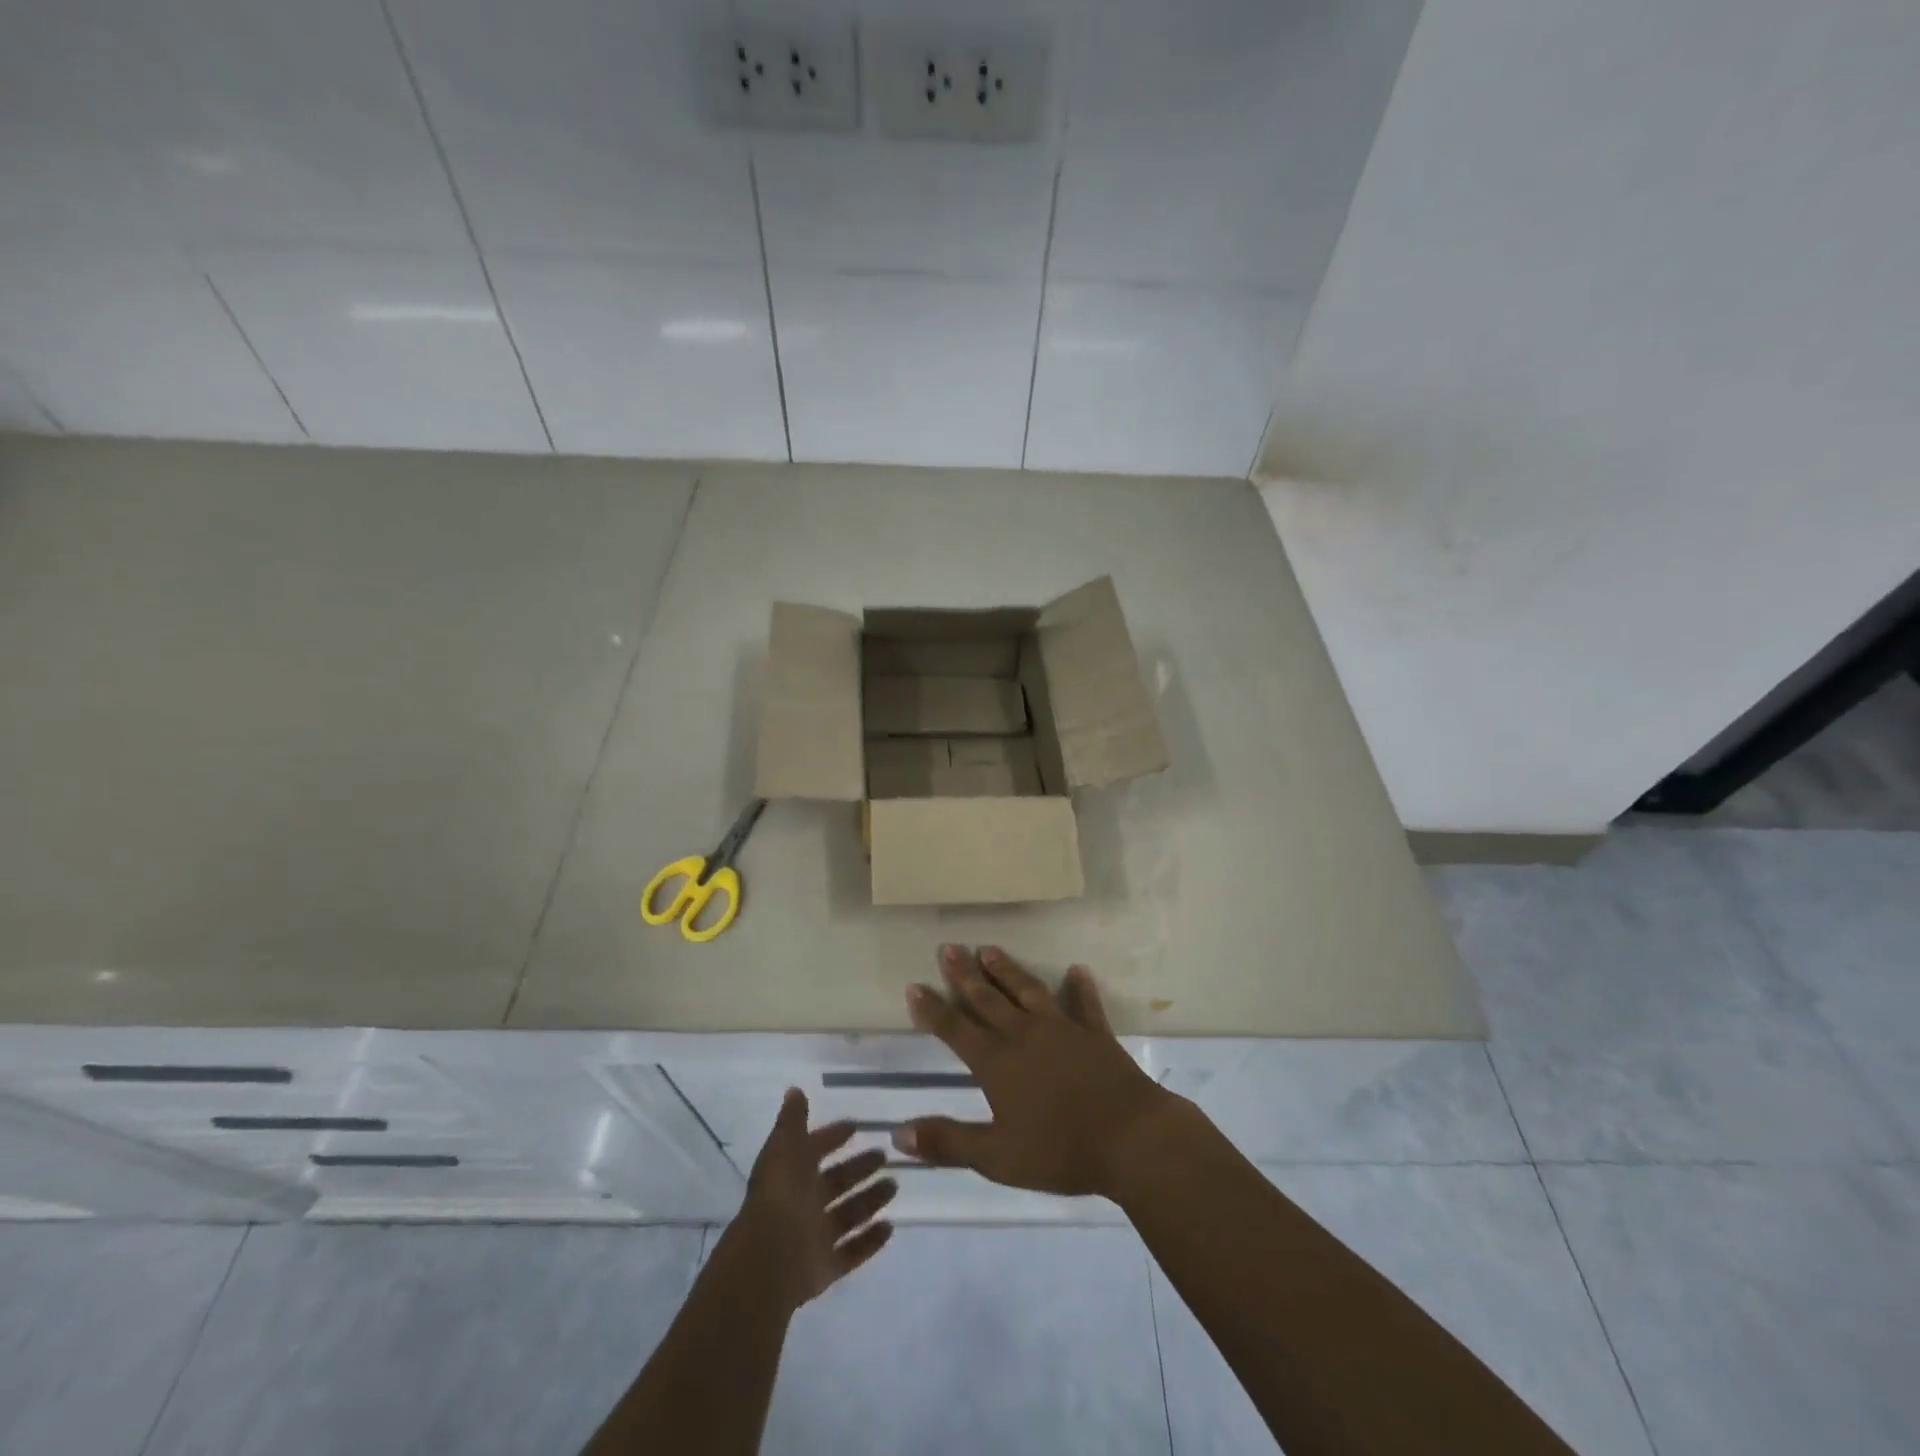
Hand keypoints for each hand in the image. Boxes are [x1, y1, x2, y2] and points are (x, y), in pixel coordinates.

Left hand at [718, 1088, 896, 1313]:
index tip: (856, 1126)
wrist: (769, 1258)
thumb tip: (794, 1090)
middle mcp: (802, 1204)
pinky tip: (890, 1227)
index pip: (814, 1150)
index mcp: (791, 1175)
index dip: (832, 1137)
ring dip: (870, 1200)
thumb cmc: (780, 1195)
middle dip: (859, 1168)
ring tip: (894, 1186)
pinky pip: (852, 1251)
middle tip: (885, 1156)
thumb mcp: (784, 1147)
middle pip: (836, 1183)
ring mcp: (814, 1238)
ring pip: (848, 1214)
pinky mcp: (825, 1268)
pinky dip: (870, 1241)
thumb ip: (792, 1120)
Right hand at [894, 945, 1182, 1198]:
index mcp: (997, 1062)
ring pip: (1027, 990)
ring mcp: (1062, 1028)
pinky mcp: (1094, 1032)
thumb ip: (948, 1142)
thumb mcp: (997, 1157)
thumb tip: (898, 1133)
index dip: (933, 1009)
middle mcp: (1024, 1034)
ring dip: (1007, 969)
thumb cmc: (1060, 1151)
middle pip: (987, 998)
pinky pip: (1085, 1003)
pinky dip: (1080, 986)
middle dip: (964, 974)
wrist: (1131, 1138)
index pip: (955, 1030)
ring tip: (989, 949)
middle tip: (948, 947)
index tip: (914, 985)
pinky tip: (1077, 970)